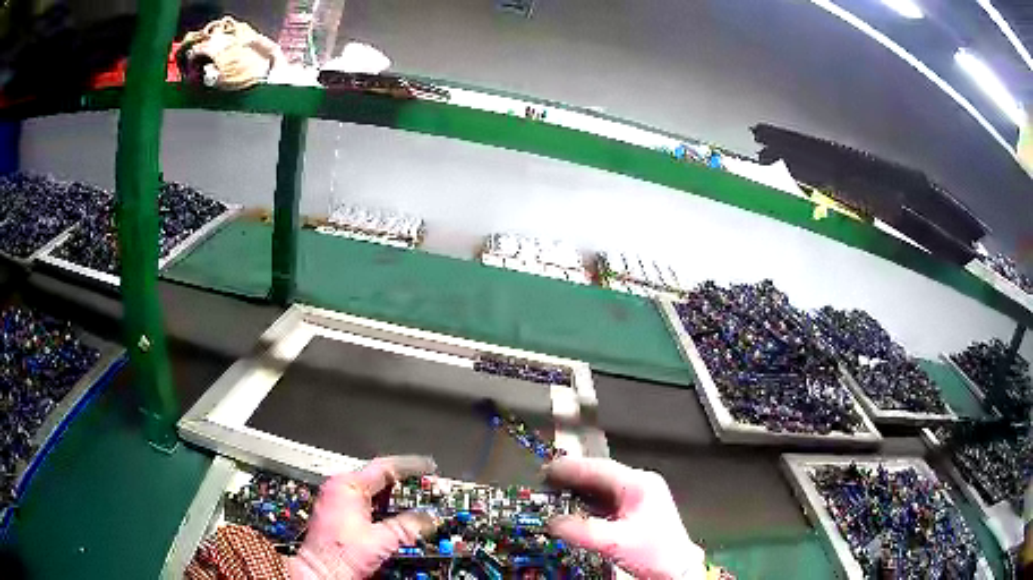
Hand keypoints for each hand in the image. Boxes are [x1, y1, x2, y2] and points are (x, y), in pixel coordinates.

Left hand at [288, 456, 440, 579]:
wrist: (320, 571)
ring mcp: (334, 500)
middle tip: (425, 485)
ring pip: (370, 491)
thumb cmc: (341, 555)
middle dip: (402, 483)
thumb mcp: (383, 539)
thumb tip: (429, 518)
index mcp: (346, 485)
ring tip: (415, 500)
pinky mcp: (334, 513)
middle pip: (377, 478)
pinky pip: (363, 502)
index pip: (384, 467)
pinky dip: (381, 506)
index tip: (427, 467)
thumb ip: (409, 525)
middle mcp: (337, 488)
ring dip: (392, 496)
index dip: (410, 467)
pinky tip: (395, 515)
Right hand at [544, 457, 705, 579]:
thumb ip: (581, 531)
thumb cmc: (655, 553)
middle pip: (599, 475)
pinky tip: (574, 509)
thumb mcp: (614, 542)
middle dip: (572, 479)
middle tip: (545, 483)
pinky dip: (588, 503)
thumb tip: (553, 522)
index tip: (547, 470)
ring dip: (579, 491)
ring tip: (554, 495)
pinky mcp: (635, 509)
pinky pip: (606, 500)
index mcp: (639, 484)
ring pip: (602, 487)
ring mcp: (639, 496)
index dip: (570, 469)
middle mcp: (640, 484)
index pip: (598, 469)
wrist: (675, 568)